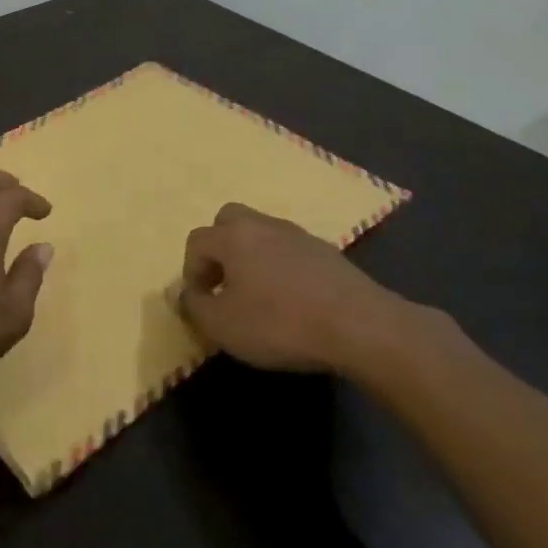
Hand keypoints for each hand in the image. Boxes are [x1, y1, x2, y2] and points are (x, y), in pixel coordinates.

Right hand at [176, 202, 409, 373]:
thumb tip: (185, 295)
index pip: (197, 241)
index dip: (191, 271)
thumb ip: (194, 308)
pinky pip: (291, 250)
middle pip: (229, 220)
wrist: (362, 327)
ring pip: (262, 233)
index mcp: (233, 236)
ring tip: (259, 294)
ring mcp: (299, 235)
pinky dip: (282, 267)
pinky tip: (292, 299)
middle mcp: (263, 225)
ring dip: (252, 256)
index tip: (201, 302)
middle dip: (220, 247)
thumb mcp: (223, 326)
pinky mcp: (328, 252)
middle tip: (225, 283)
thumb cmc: (281, 324)